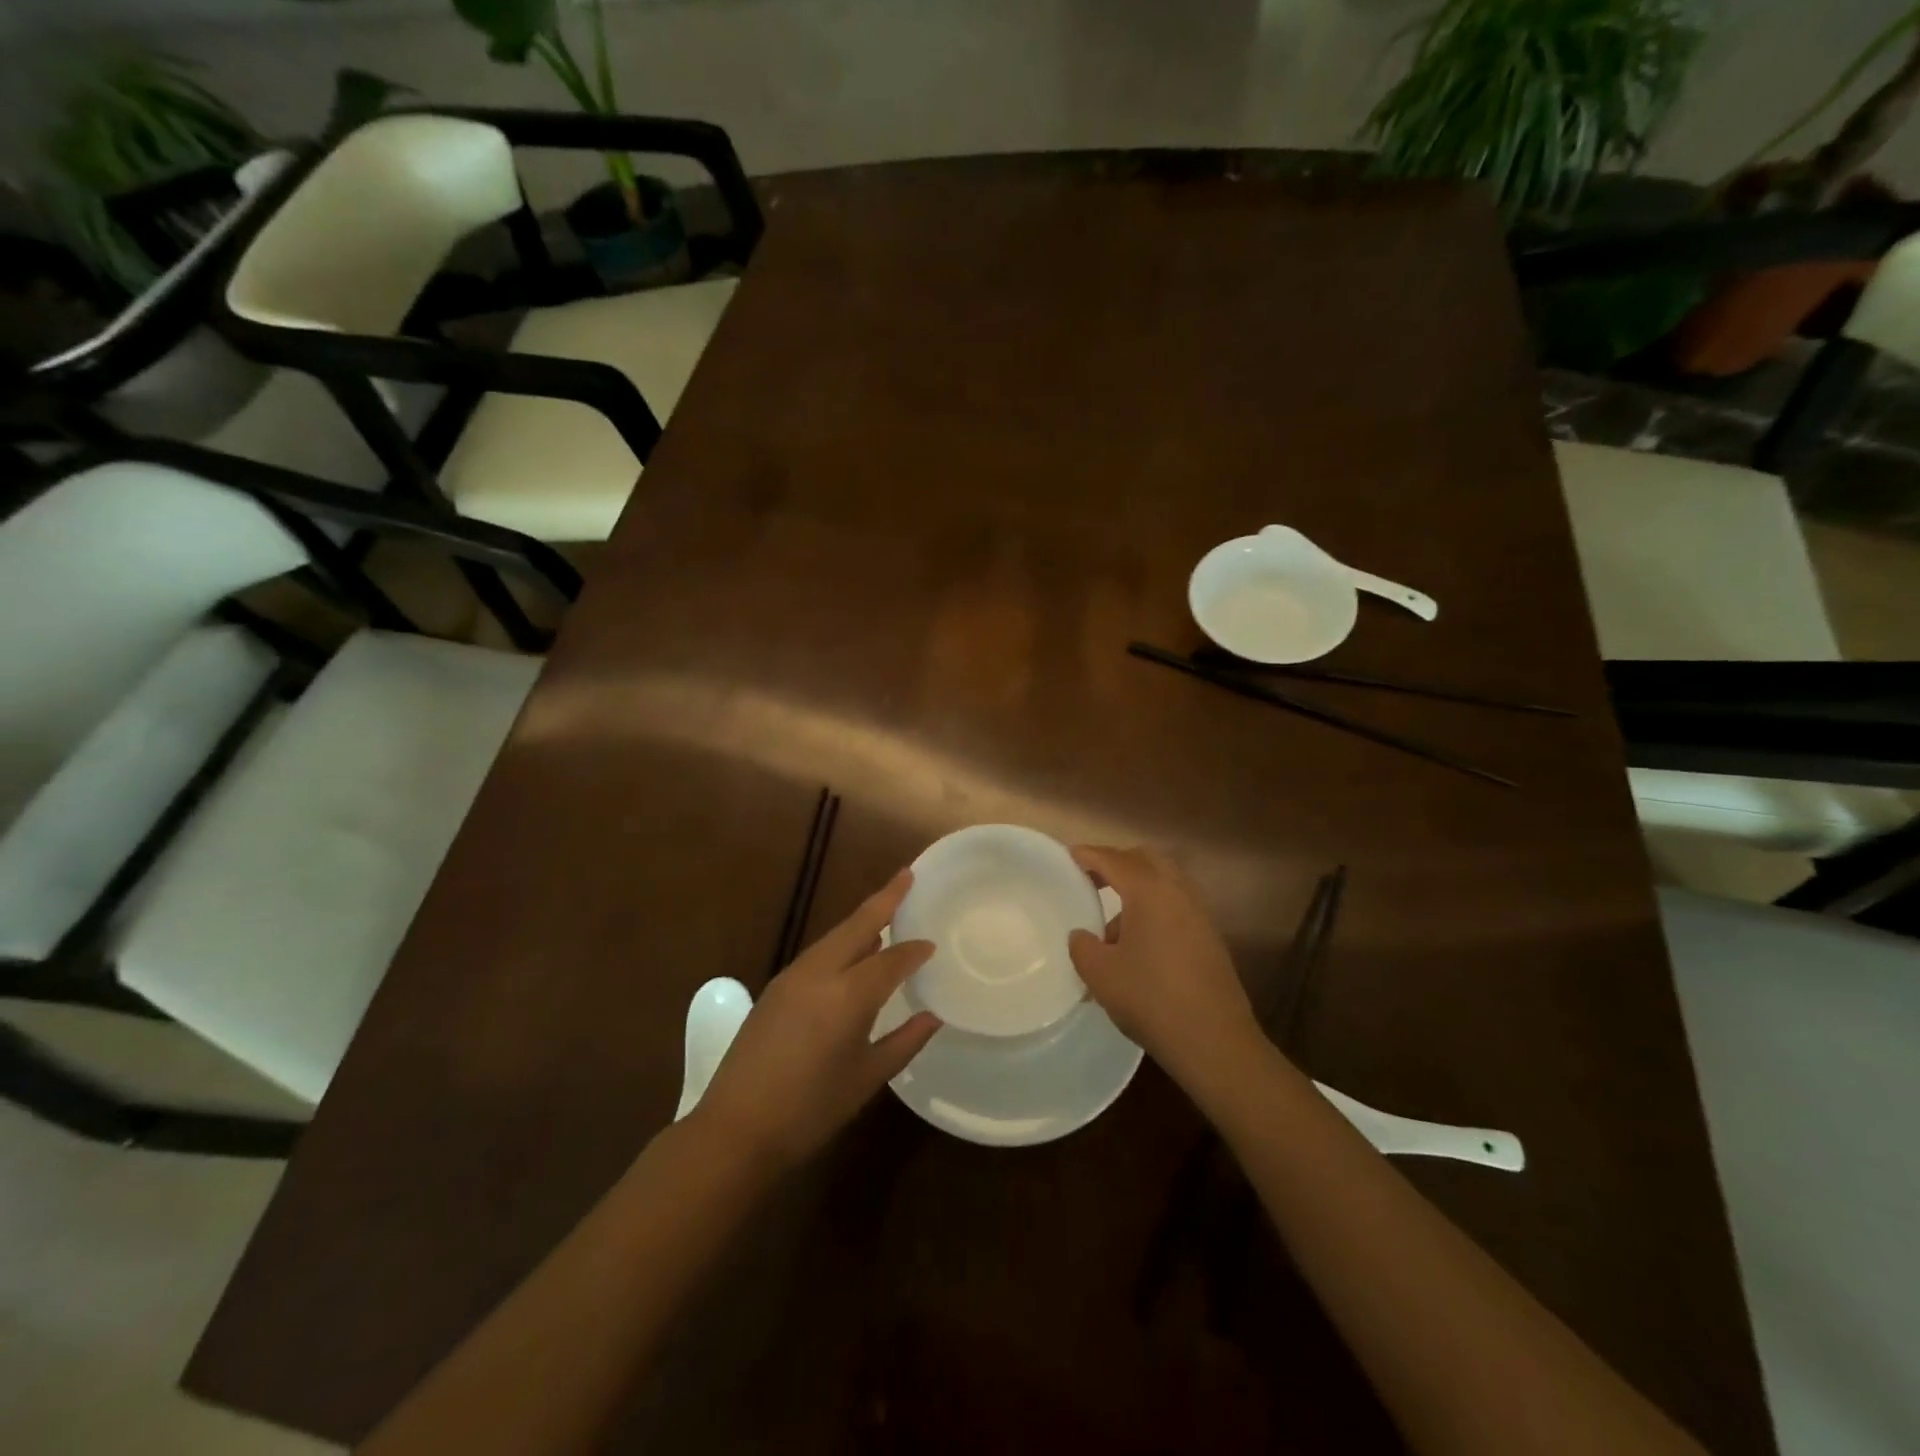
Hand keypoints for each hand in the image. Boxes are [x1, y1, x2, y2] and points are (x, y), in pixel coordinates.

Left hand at [694, 870, 939, 1172]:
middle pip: (857, 925)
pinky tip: (852, 952)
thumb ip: (904, 1042)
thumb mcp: (866, 1078)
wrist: (735, 1130)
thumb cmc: (809, 1110)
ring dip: (861, 920)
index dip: (914, 950)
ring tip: (885, 910)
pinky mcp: (775, 988)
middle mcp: (819, 973)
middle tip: (907, 874)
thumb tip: (933, 1016)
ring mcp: (792, 977)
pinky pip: (818, 953)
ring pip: (835, 936)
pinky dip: (841, 943)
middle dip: (885, 898)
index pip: (891, 959)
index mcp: (847, 996)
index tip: (932, 944)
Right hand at [1068, 845, 1259, 1092]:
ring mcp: (1199, 915)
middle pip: (1147, 859)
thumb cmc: (1151, 999)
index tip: (1070, 855)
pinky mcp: (1210, 938)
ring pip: (1165, 883)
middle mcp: (1178, 893)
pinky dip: (1154, 909)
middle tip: (1093, 877)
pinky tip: (1138, 945)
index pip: (1115, 860)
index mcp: (1149, 892)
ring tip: (1112, 923)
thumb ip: (1083, 946)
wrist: (1214, 1041)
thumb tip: (1082, 936)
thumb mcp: (1100, 974)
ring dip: (1138, 889)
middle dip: (1119, 862)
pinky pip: (1176, 906)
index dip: (1090, 855)